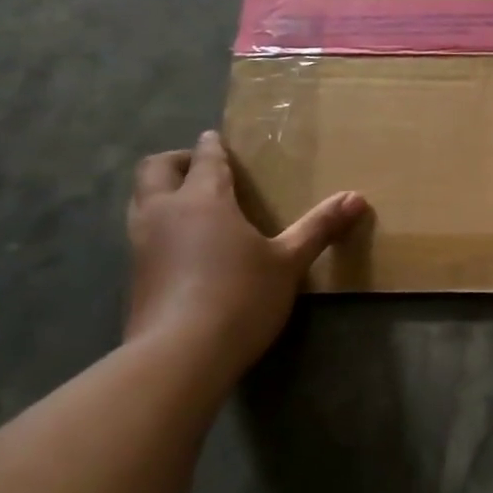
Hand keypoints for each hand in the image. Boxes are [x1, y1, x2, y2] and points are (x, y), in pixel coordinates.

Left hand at [125, 131, 365, 374]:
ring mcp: (142, 244)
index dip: (213, 147)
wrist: (179, 355)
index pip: (206, 160)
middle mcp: (164, 213)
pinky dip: (160, 223)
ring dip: (162, 190)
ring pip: (141, 199)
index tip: (216, 138)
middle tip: (202, 166)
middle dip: (177, 160)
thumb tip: (357, 196)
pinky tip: (185, 243)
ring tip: (192, 201)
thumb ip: (319, 227)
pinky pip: (142, 231)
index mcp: (203, 201)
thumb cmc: (241, 296)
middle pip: (155, 169)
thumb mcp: (289, 261)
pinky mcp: (135, 274)